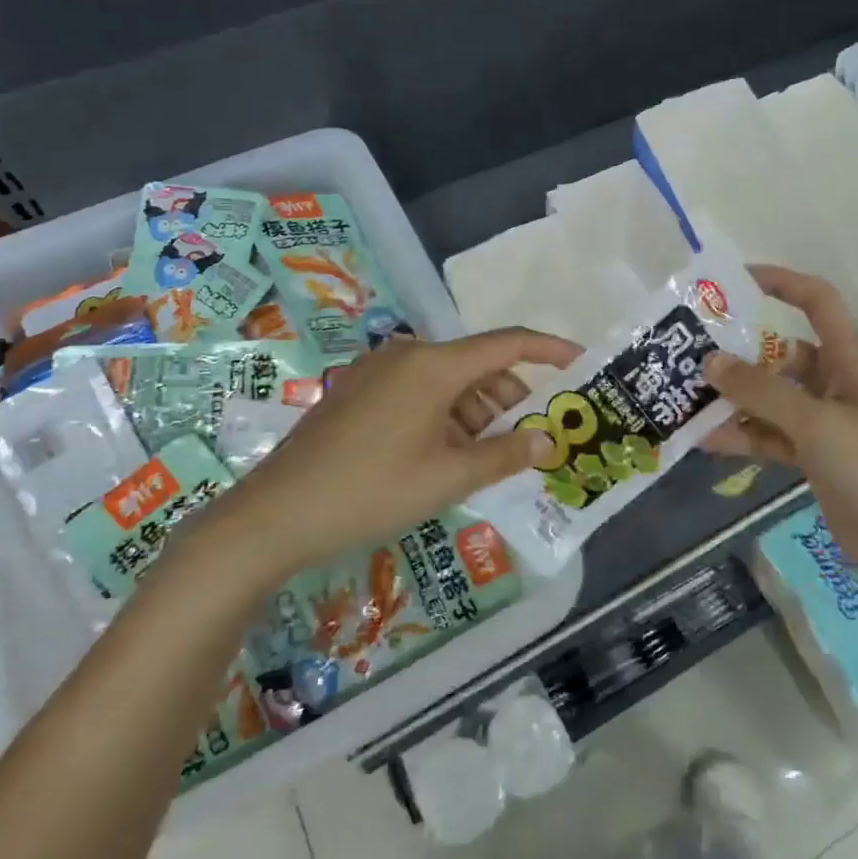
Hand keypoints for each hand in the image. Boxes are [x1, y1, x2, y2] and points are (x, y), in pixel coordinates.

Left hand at [222, 328, 581, 569]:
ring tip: (483, 461)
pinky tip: (444, 457)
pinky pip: (418, 393)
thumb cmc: (373, 490)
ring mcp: (378, 372)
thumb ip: (505, 455)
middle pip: (477, 366)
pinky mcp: (358, 392)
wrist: (277, 514)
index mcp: (434, 364)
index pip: (507, 343)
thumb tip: (547, 441)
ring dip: (474, 414)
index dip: (548, 350)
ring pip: (447, 382)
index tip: (580, 364)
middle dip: (508, 400)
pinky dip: (444, 417)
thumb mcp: (448, 477)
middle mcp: (408, 355)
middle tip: (528, 443)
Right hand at [702, 264, 857, 568]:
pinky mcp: (815, 456)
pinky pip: (771, 435)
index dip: (782, 282)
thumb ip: (762, 391)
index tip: (735, 280)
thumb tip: (710, 361)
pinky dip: (743, 435)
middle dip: (740, 354)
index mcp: (851, 361)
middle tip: (692, 354)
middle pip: (783, 354)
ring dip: (736, 399)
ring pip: (772, 398)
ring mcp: (825, 422)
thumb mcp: (816, 424)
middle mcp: (837, 384)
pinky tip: (706, 440)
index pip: (818, 303)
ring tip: (688, 398)